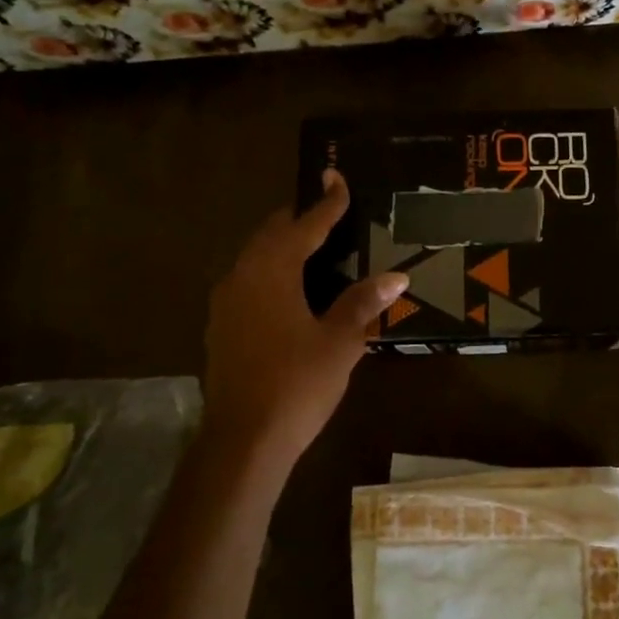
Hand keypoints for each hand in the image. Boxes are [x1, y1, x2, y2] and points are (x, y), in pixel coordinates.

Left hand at [201, 170, 406, 471]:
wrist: (243, 440)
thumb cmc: (296, 384)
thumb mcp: (339, 342)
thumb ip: (362, 303)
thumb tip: (396, 276)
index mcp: (271, 273)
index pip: (303, 226)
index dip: (326, 203)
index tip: (337, 177)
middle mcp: (241, 278)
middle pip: (271, 235)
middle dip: (299, 221)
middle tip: (328, 213)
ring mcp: (226, 304)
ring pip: (255, 258)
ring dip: (282, 247)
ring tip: (313, 247)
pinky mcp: (222, 328)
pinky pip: (248, 282)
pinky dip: (271, 273)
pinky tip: (291, 291)